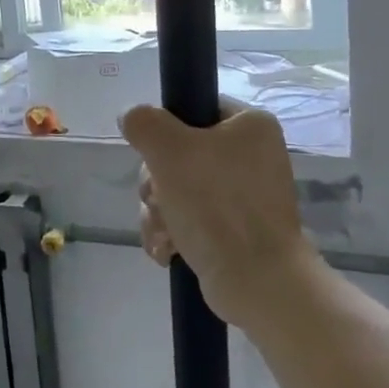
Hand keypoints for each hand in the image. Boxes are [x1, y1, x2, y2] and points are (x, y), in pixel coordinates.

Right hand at [120, 101, 313, 327]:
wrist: (257, 279)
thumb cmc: (216, 204)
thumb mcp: (169, 150)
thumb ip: (144, 123)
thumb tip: (131, 116)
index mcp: (250, 126)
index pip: (193, 108)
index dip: (165, 129)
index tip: (154, 153)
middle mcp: (251, 155)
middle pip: (177, 153)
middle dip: (155, 182)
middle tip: (158, 199)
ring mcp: (243, 195)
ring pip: (176, 188)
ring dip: (158, 211)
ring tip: (163, 232)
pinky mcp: (233, 228)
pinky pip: (188, 217)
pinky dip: (171, 231)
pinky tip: (167, 249)